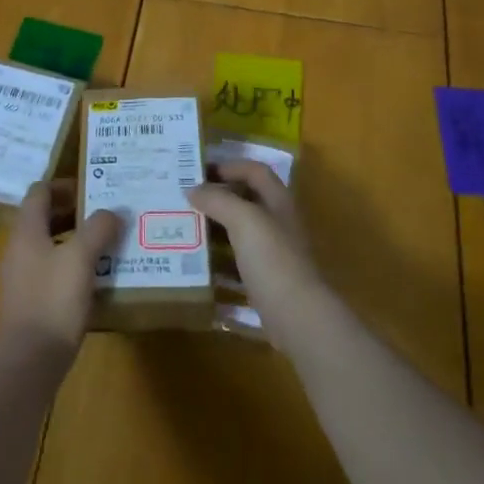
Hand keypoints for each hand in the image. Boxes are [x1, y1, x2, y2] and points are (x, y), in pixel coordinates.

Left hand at [0, 180, 121, 358]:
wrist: (28, 362)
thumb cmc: (53, 300)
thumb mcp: (81, 258)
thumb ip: (98, 229)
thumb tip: (113, 211)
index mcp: (26, 231)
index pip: (40, 192)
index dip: (65, 185)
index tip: (94, 188)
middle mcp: (19, 248)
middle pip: (44, 218)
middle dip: (75, 212)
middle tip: (107, 214)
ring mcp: (22, 277)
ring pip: (50, 245)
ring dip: (76, 240)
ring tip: (109, 244)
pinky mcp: (30, 302)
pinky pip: (52, 271)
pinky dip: (72, 266)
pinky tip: (97, 278)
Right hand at [189, 159, 321, 339]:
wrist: (298, 316)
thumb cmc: (272, 259)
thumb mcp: (243, 220)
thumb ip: (218, 200)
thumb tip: (193, 189)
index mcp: (278, 201)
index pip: (254, 170)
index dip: (229, 166)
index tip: (198, 173)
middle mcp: (278, 222)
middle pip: (246, 200)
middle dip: (217, 199)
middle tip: (185, 201)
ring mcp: (274, 253)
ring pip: (240, 233)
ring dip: (215, 230)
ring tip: (185, 231)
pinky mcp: (266, 281)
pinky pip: (238, 264)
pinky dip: (219, 263)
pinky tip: (198, 267)